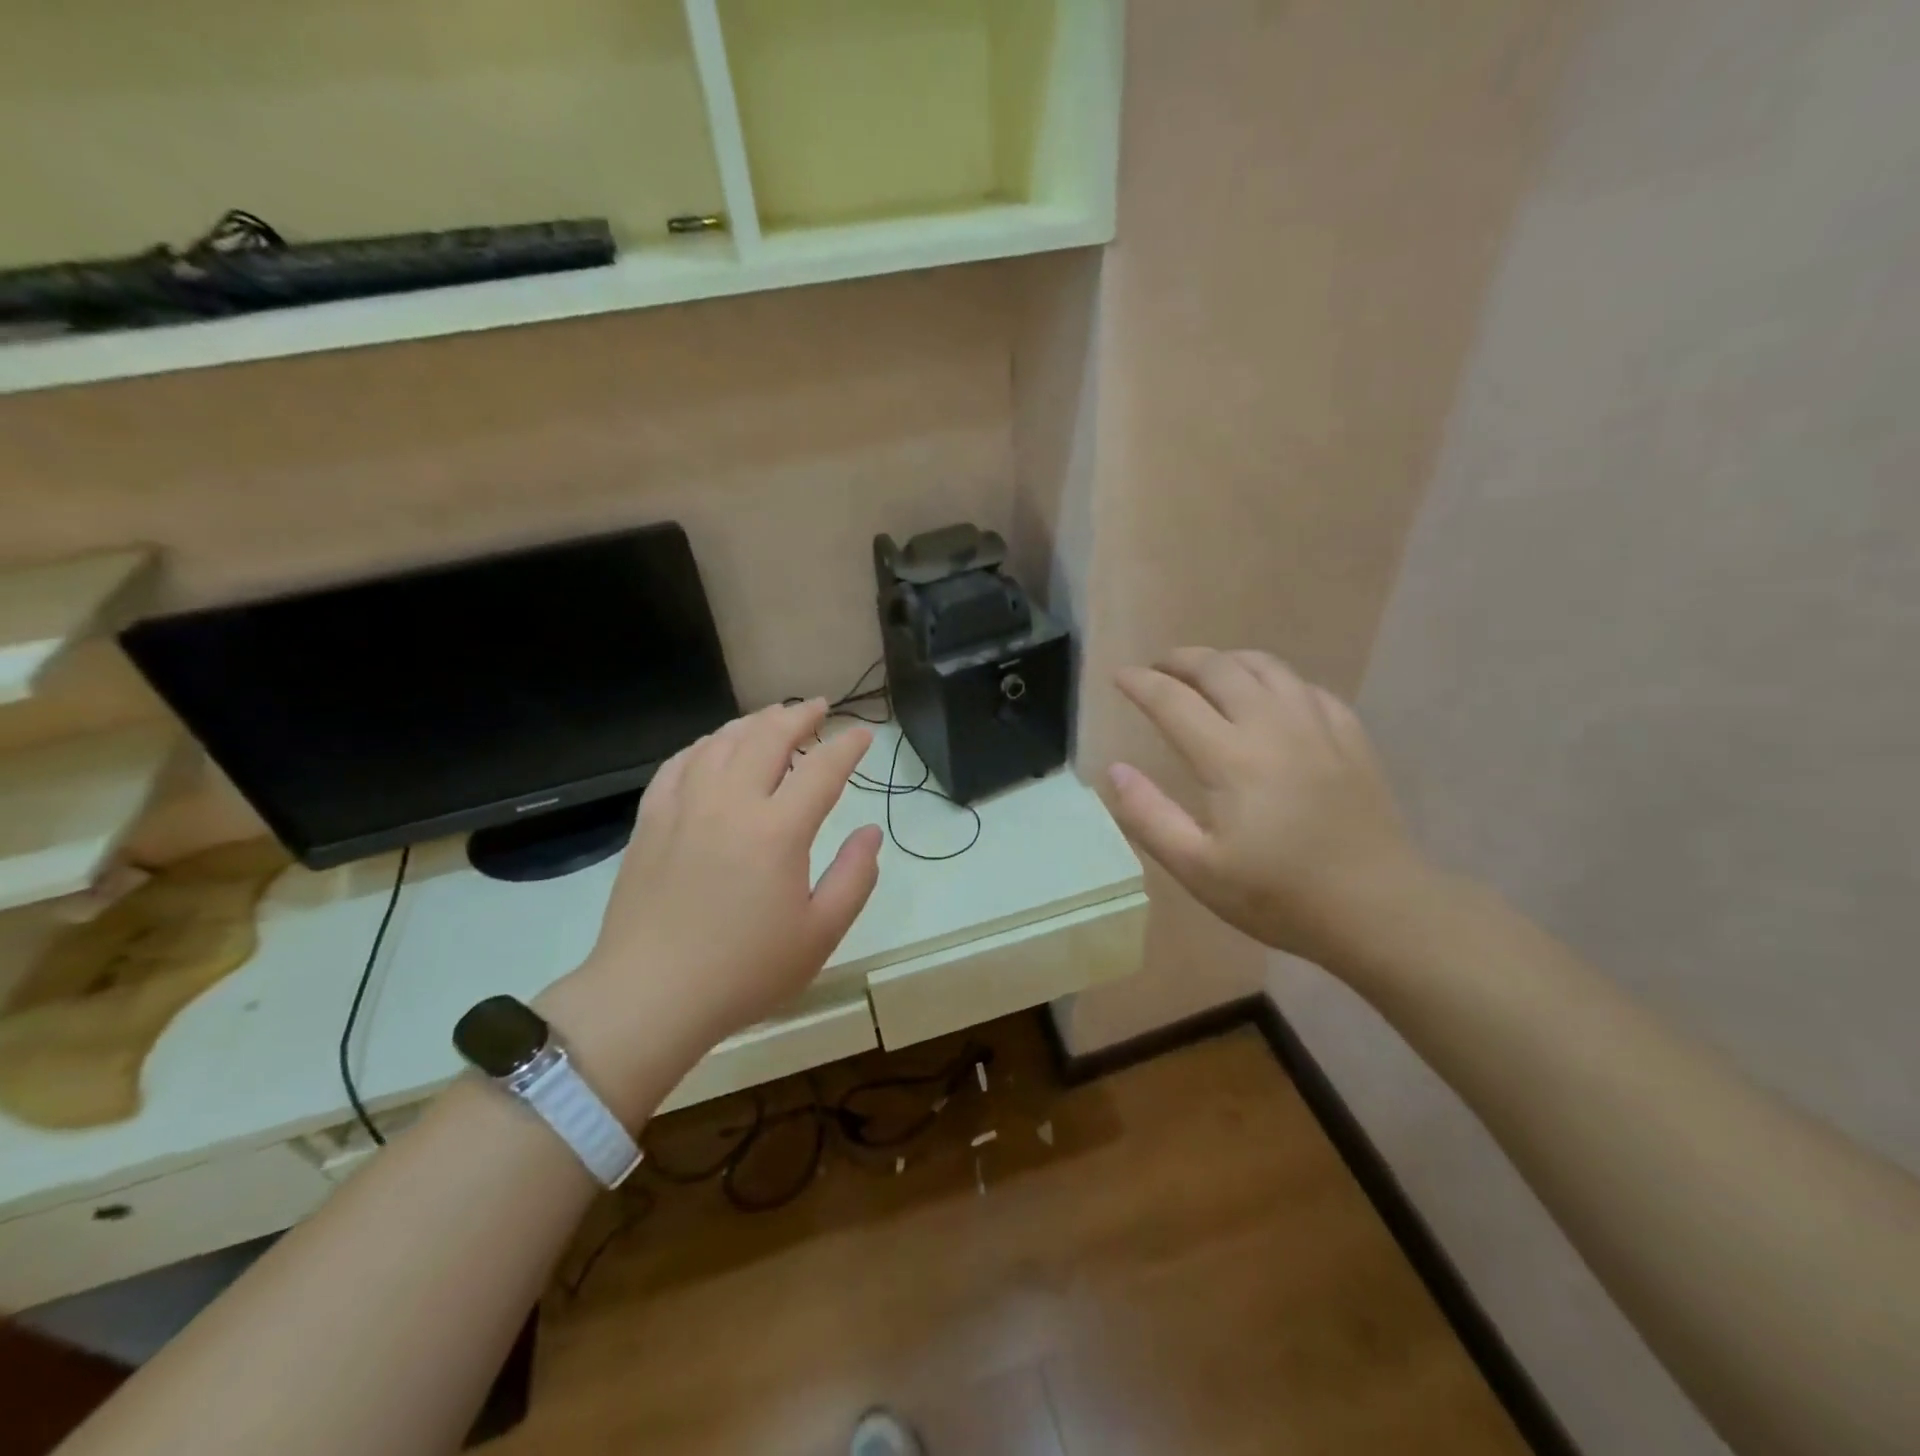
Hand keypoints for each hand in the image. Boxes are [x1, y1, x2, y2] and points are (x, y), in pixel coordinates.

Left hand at [545, 701, 882, 1114]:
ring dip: (753, 723)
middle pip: (767, 737)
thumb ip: (855, 877)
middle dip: (799, 716)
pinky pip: (678, 764)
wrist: (649, 997)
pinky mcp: (650, 821)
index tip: (864, 734)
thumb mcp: (820, 934)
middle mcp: (731, 803)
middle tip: (819, 708)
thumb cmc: (744, 972)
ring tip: (772, 719)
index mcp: (778, 830)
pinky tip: (712, 748)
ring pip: (721, 742)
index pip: (822, 769)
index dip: (848, 746)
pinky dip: (703, 745)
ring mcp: (684, 807)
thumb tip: (870, 833)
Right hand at [1109, 649, 1432, 969]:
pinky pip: (1306, 687)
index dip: (1141, 684)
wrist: (1378, 909)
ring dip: (1228, 659)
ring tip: (1207, 671)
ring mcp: (1317, 726)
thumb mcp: (1198, 869)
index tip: (1119, 676)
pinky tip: (1270, 696)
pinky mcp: (1350, 737)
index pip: (1173, 701)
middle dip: (1181, 659)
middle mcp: (1272, 726)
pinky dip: (1275, 679)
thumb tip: (1115, 771)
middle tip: (1158, 667)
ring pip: (1267, 667)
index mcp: (1230, 758)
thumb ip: (1149, 816)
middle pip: (1220, 668)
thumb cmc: (1278, 895)